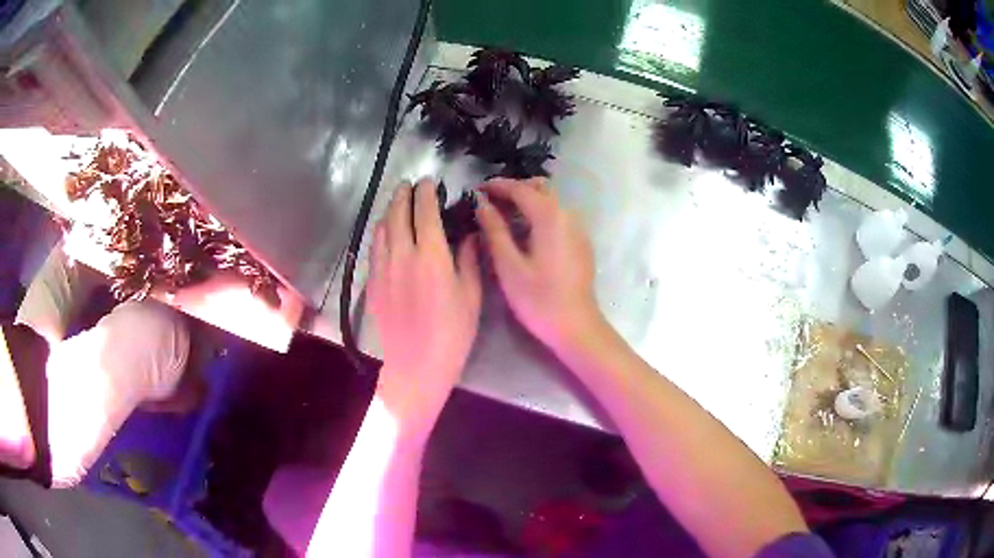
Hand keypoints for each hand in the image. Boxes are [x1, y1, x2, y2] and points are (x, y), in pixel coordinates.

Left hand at [368, 179, 481, 435]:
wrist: (417, 365)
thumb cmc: (453, 333)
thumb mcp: (471, 295)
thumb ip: (468, 259)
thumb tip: (468, 233)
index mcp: (431, 255)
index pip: (425, 211)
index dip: (426, 192)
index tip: (429, 181)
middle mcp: (402, 254)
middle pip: (398, 213)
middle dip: (403, 194)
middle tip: (409, 185)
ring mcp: (383, 268)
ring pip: (382, 228)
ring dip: (390, 210)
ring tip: (397, 204)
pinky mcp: (372, 282)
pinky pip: (373, 248)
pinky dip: (380, 233)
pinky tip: (385, 233)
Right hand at [475, 178, 601, 351]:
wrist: (576, 326)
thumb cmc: (539, 299)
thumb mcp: (509, 266)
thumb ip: (494, 230)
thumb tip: (481, 205)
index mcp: (549, 216)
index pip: (520, 189)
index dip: (496, 186)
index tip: (476, 190)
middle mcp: (567, 215)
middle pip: (539, 189)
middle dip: (514, 190)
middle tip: (489, 203)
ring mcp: (578, 228)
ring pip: (551, 202)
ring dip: (527, 202)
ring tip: (502, 217)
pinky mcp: (581, 242)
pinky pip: (558, 217)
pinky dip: (539, 215)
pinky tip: (525, 234)